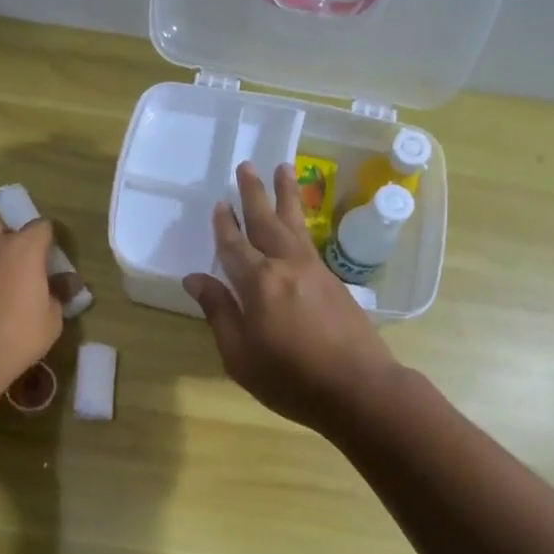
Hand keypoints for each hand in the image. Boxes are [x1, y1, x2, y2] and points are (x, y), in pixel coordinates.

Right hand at [184, 162, 401, 433]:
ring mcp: (314, 270)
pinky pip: (310, 240)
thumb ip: (219, 312)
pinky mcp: (334, 281)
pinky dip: (301, 222)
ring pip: (295, 224)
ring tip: (283, 168)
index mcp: (258, 283)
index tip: (218, 205)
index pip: (234, 246)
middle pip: (266, 222)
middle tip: (247, 165)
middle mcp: (286, 266)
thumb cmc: (291, 379)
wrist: (358, 388)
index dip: (224, 226)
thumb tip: (195, 279)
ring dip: (285, 195)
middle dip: (254, 194)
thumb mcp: (240, 355)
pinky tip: (298, 222)